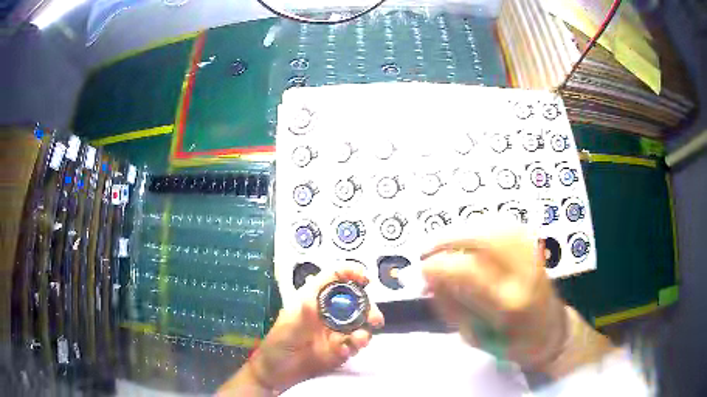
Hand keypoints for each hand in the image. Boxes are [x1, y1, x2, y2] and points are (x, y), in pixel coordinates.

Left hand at [219, 268, 383, 394]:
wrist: (278, 372)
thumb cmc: (279, 343)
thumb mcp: (289, 324)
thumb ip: (304, 312)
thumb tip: (315, 300)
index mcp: (314, 299)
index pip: (334, 279)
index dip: (350, 273)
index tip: (364, 278)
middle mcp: (329, 312)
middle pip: (355, 301)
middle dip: (368, 307)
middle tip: (373, 318)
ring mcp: (337, 331)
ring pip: (360, 324)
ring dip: (365, 330)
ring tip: (360, 339)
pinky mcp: (341, 349)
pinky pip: (355, 345)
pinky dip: (355, 346)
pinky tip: (345, 350)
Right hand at [421, 227, 613, 377]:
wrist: (551, 332)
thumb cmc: (512, 343)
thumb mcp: (475, 336)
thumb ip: (451, 306)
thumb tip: (429, 278)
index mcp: (509, 304)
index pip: (467, 271)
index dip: (438, 265)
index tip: (421, 269)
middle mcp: (523, 273)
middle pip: (483, 239)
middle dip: (447, 239)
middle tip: (427, 249)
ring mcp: (532, 255)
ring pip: (494, 226)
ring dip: (462, 230)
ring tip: (443, 241)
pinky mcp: (534, 247)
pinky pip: (505, 225)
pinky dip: (481, 226)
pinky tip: (468, 235)